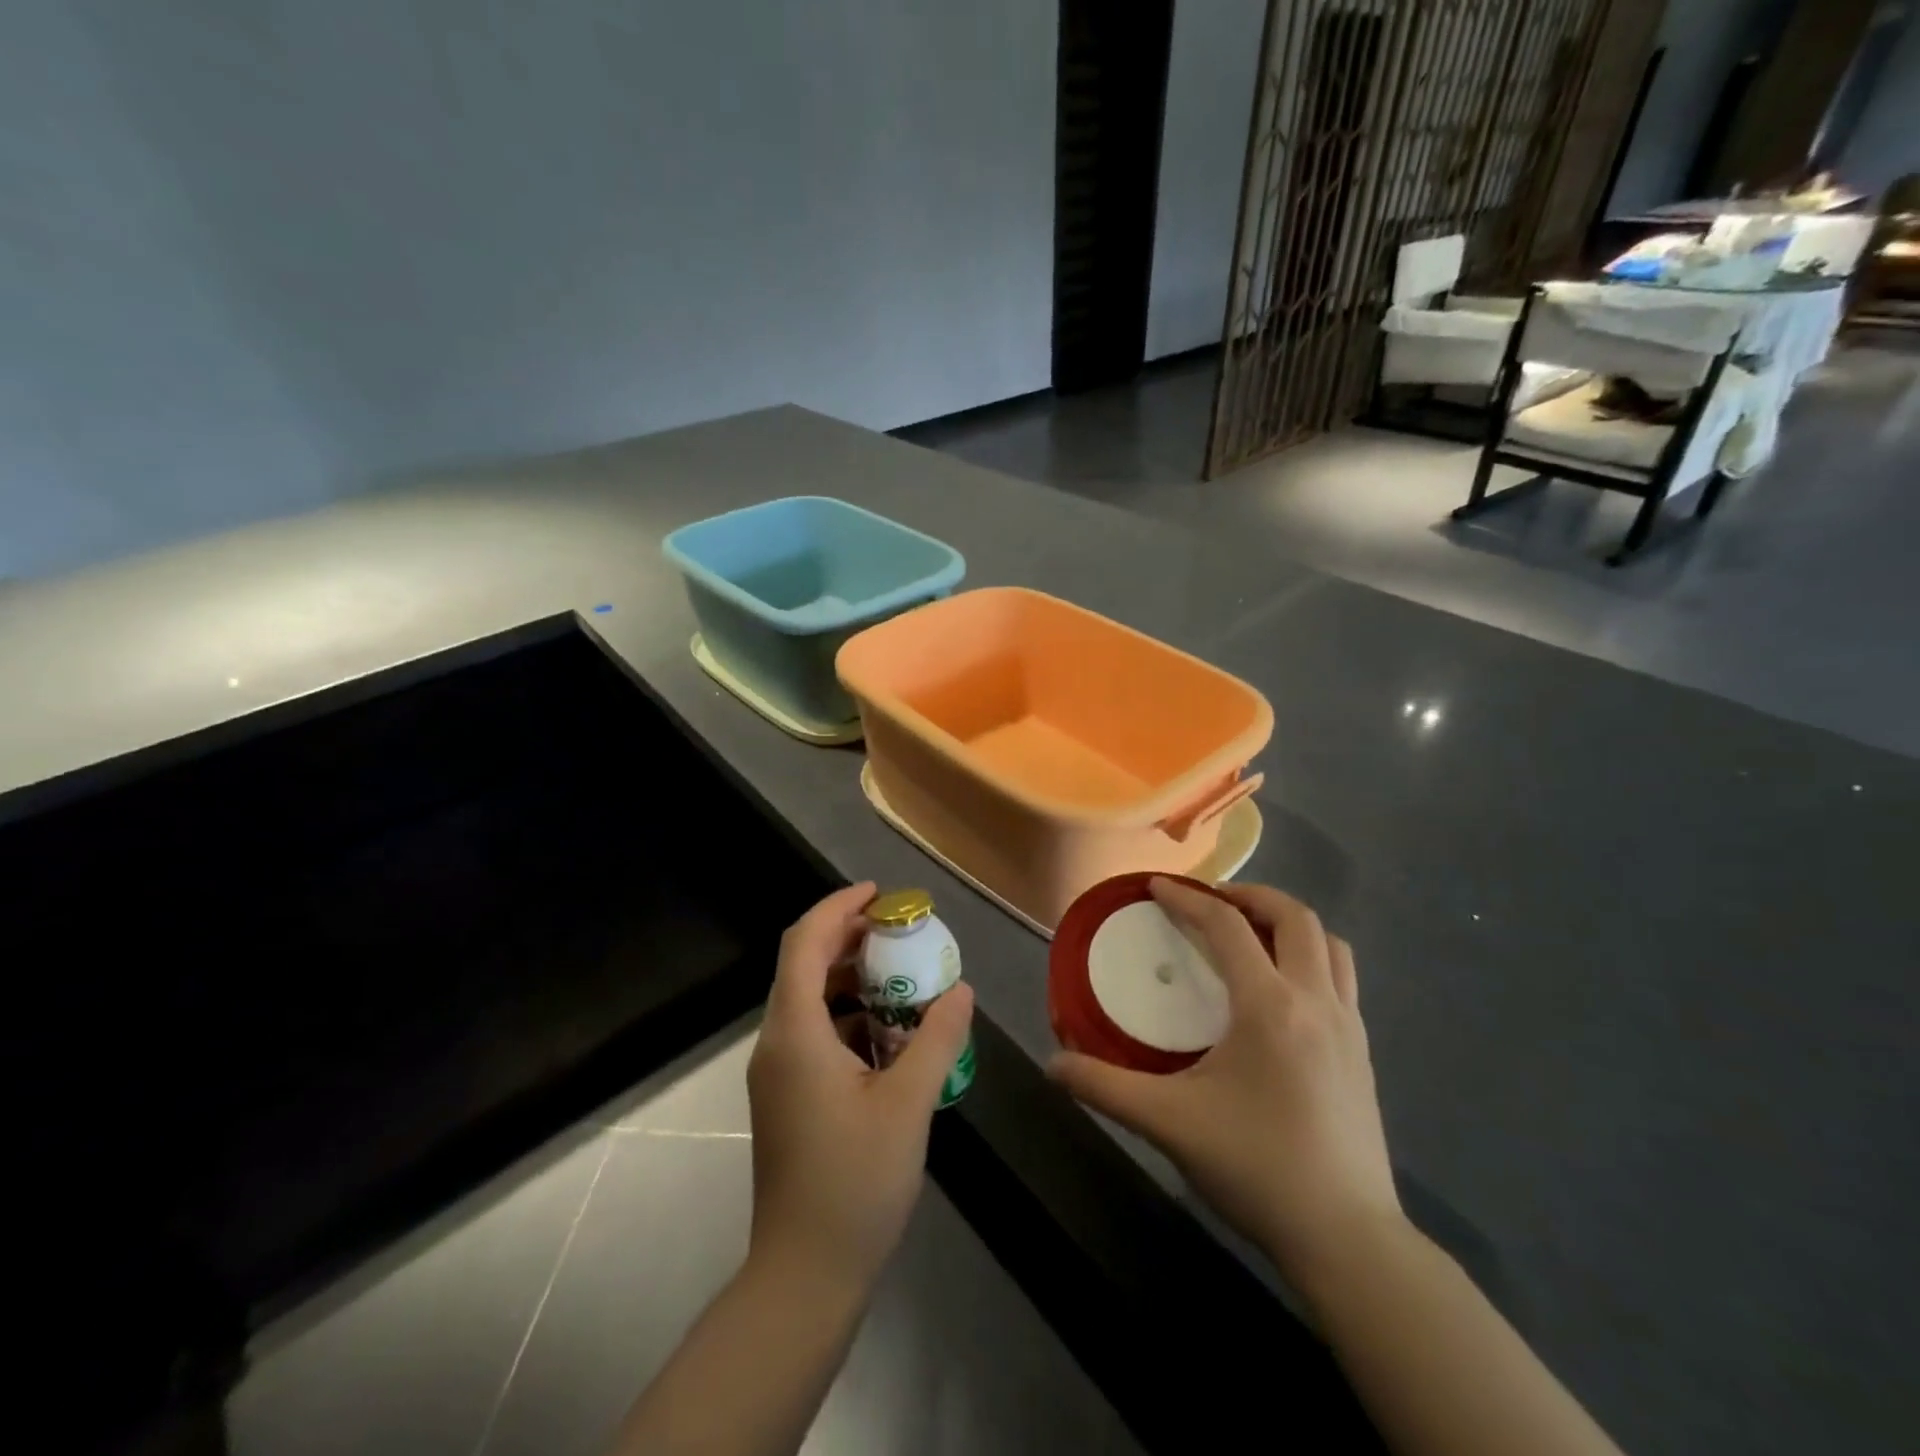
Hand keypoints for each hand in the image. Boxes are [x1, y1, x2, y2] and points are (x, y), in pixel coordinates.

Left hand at [746, 883, 974, 1293]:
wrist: (804, 1275)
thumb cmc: (854, 1183)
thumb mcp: (908, 1104)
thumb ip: (936, 1038)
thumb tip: (959, 989)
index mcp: (796, 1033)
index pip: (805, 942)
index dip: (839, 907)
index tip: (882, 894)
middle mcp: (777, 1042)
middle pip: (805, 965)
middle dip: (851, 938)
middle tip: (903, 931)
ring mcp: (779, 1072)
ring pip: (810, 999)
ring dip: (853, 978)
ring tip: (905, 976)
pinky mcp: (788, 1095)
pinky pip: (816, 1032)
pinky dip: (850, 1015)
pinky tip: (892, 1033)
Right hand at [1048, 878, 1401, 1291]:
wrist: (1347, 1239)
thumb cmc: (1256, 1168)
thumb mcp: (1169, 1124)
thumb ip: (1105, 1087)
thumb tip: (1054, 1065)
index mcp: (1270, 1006)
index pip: (1227, 926)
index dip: (1188, 898)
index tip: (1155, 888)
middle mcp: (1316, 1001)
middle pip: (1295, 917)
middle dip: (1251, 896)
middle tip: (1211, 903)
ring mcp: (1349, 1027)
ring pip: (1330, 945)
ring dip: (1289, 925)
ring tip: (1251, 936)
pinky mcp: (1363, 1053)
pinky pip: (1342, 978)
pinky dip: (1311, 959)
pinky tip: (1281, 993)